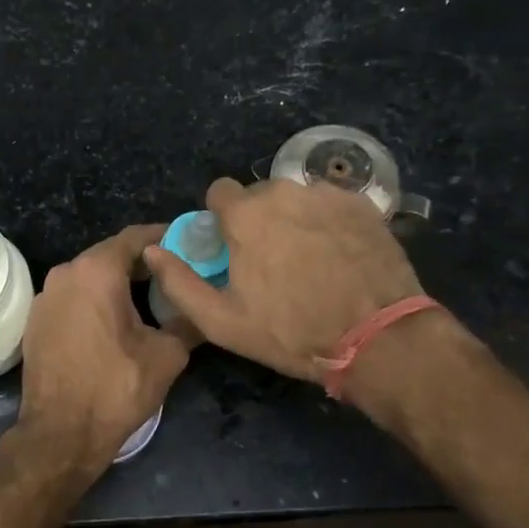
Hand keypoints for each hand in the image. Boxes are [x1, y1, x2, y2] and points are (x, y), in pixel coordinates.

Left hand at [17, 225, 191, 474]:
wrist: (60, 434)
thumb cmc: (116, 388)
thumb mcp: (167, 354)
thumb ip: (187, 321)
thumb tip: (203, 309)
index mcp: (96, 271)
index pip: (136, 237)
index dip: (165, 236)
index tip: (189, 243)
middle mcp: (66, 273)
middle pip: (111, 255)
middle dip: (143, 262)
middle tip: (175, 273)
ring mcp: (45, 297)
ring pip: (89, 276)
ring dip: (118, 282)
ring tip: (149, 298)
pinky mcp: (36, 321)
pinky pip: (73, 298)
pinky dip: (95, 300)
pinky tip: (115, 320)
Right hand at [143, 178, 425, 382]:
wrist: (377, 337)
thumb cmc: (291, 332)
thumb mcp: (222, 321)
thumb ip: (179, 282)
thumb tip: (151, 250)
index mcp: (246, 214)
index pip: (219, 192)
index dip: (221, 219)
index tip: (232, 247)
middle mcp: (286, 190)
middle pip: (260, 195)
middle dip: (260, 220)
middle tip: (273, 262)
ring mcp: (329, 194)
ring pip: (297, 198)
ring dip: (295, 219)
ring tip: (310, 261)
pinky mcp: (363, 204)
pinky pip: (331, 205)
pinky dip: (328, 223)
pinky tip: (339, 256)